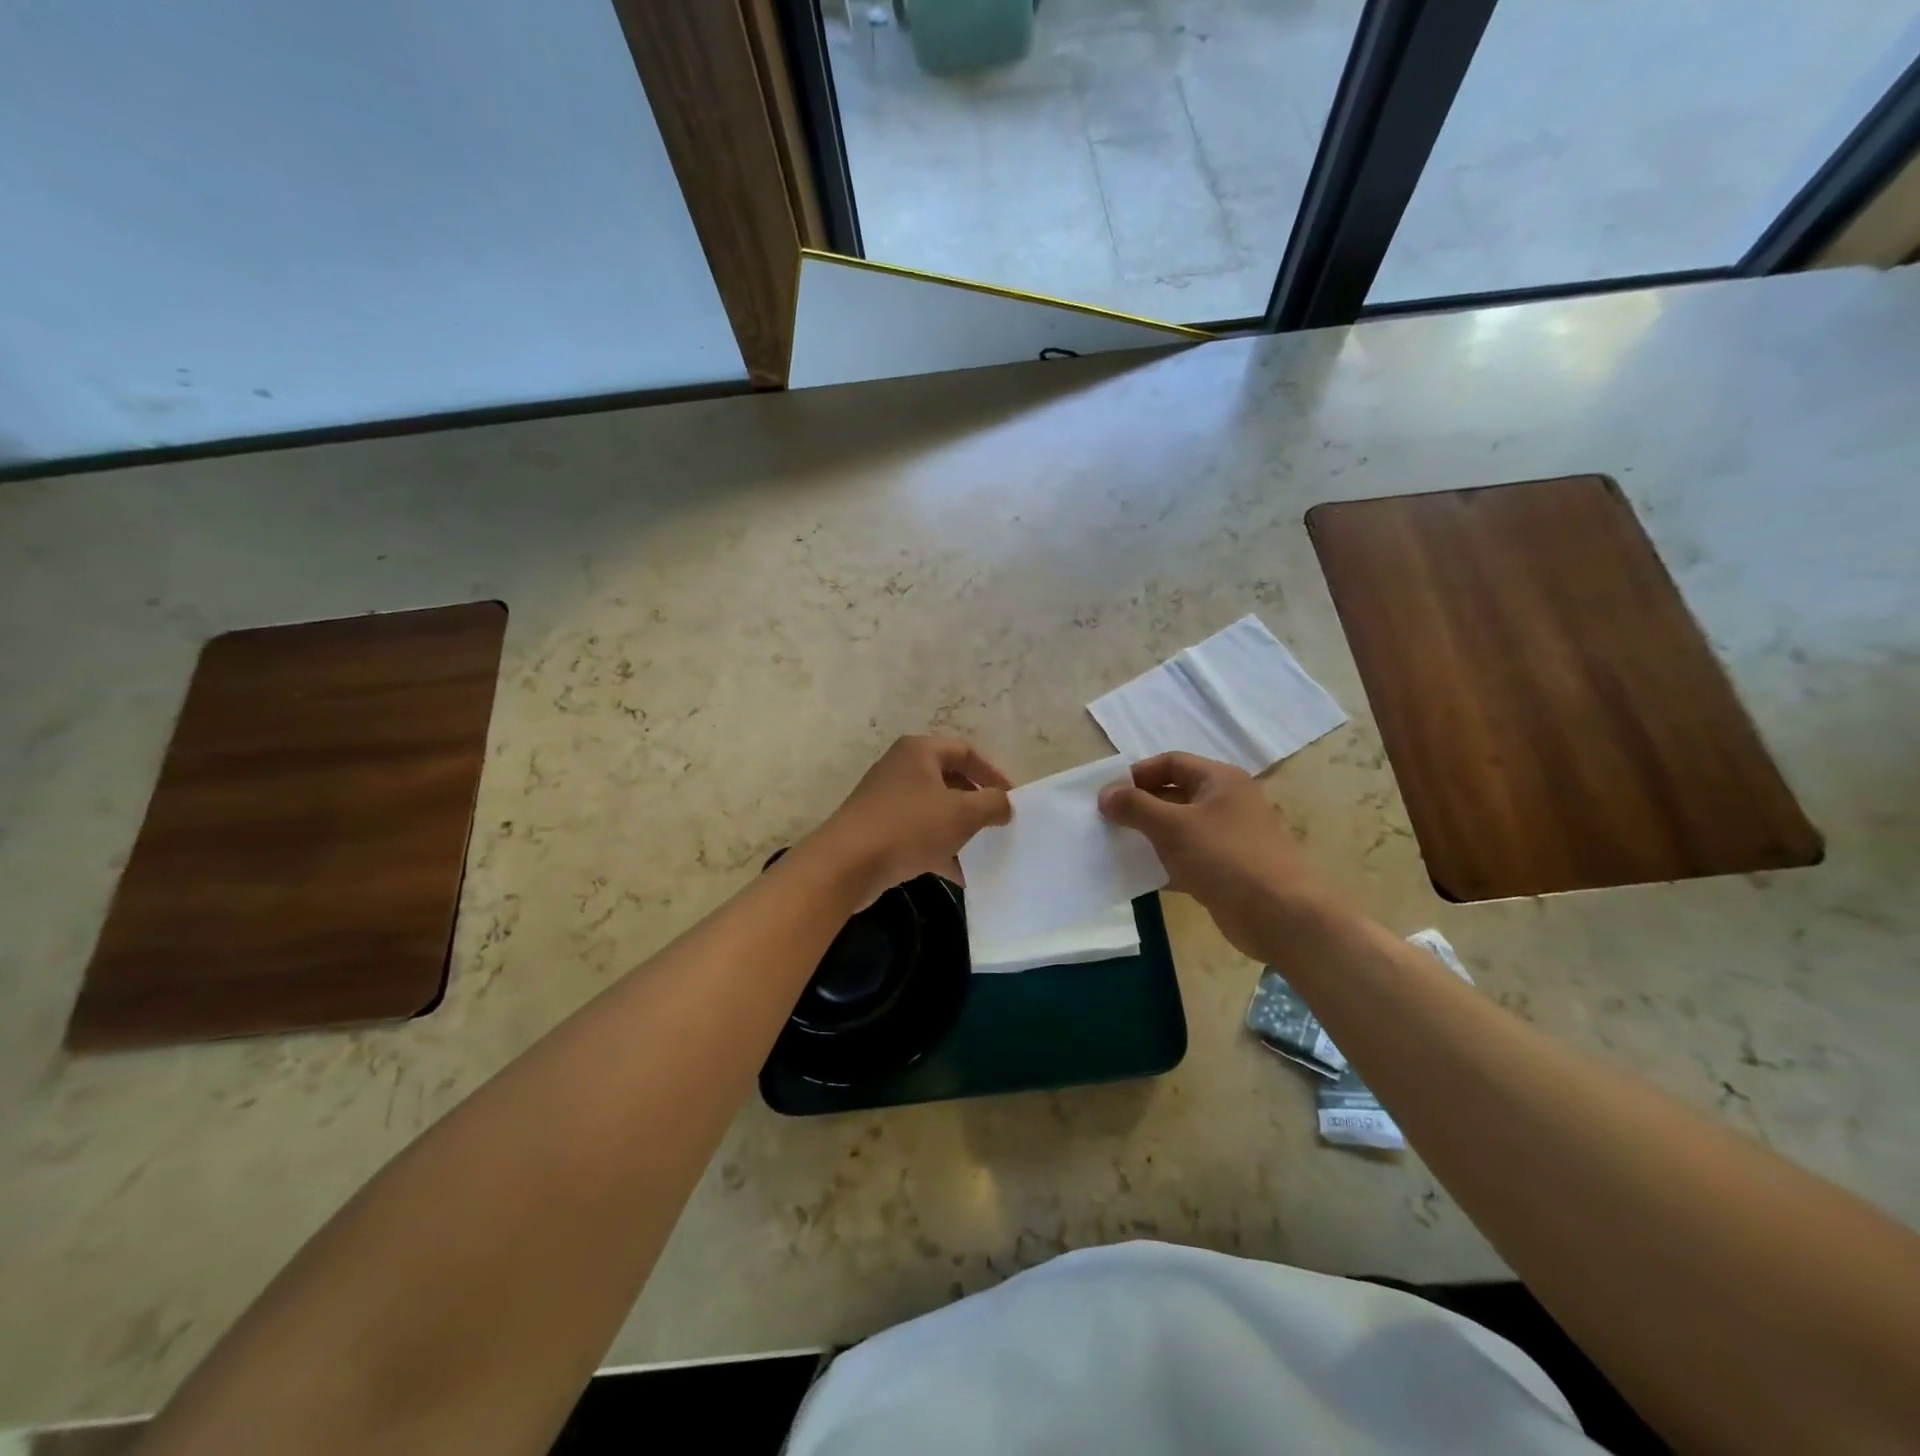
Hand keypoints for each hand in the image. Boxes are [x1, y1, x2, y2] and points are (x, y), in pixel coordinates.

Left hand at [811, 736, 1012, 903]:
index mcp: (919, 751)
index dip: (993, 773)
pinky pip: (917, 833)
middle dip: (976, 804)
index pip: (966, 751)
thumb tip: (1004, 804)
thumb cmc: (909, 827)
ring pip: (934, 809)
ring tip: (982, 851)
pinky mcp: (878, 828)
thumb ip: (992, 804)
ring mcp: (886, 799)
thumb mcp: (962, 813)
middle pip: (949, 779)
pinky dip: (938, 848)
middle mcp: (901, 768)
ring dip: (959, 829)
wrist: (847, 864)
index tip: (1012, 799)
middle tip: (997, 825)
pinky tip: (958, 874)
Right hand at [1098, 752, 1334, 959]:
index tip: (1108, 795)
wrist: (1280, 915)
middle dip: (1140, 805)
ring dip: (1149, 835)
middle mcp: (1226, 802)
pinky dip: (1164, 863)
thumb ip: (1135, 806)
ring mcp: (1228, 838)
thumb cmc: (1225, 857)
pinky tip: (1140, 875)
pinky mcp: (1226, 870)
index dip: (1137, 774)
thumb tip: (1105, 794)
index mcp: (1219, 780)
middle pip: (1174, 794)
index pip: (1171, 762)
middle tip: (1107, 822)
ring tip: (1117, 846)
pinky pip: (1187, 858)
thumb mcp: (1173, 826)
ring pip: (1179, 828)